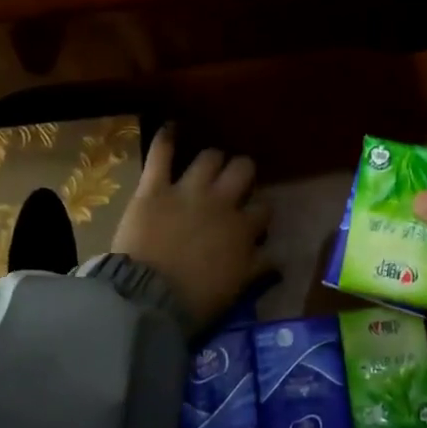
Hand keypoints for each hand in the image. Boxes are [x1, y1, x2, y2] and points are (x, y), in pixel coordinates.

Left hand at [113, 126, 268, 332]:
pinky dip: (165, 138)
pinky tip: (170, 126)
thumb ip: (258, 268)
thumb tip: (279, 259)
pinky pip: (161, 155)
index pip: (263, 209)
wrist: (147, 299)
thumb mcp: (236, 288)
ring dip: (212, 159)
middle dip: (242, 172)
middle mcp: (220, 202)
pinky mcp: (154, 188)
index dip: (259, 211)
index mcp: (242, 229)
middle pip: (242, 170)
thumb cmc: (194, 300)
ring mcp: (187, 191)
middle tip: (235, 180)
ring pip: (210, 158)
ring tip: (209, 163)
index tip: (254, 219)